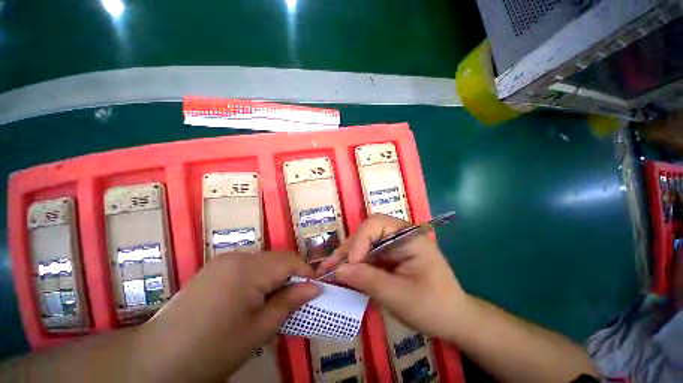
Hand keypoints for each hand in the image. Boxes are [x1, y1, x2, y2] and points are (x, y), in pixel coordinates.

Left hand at [133, 251, 320, 381]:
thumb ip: (290, 303)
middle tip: (296, 298)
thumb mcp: (259, 330)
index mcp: (248, 269)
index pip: (289, 260)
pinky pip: (248, 266)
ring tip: (275, 301)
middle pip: (276, 259)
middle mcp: (237, 256)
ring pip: (264, 262)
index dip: (306, 272)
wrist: (156, 361)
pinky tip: (253, 299)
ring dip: (275, 277)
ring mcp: (223, 260)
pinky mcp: (215, 268)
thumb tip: (315, 288)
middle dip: (291, 276)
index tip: (316, 288)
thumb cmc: (212, 350)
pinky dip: (259, 278)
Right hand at [318, 214, 469, 338]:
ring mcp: (394, 245)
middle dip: (349, 249)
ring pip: (364, 243)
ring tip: (331, 270)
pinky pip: (368, 255)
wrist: (454, 320)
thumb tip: (337, 271)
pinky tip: (344, 274)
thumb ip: (368, 281)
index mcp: (409, 236)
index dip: (360, 240)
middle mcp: (400, 235)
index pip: (377, 224)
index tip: (350, 264)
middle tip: (330, 267)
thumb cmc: (434, 307)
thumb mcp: (400, 297)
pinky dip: (355, 265)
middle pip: (367, 232)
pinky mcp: (390, 257)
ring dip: (348, 257)